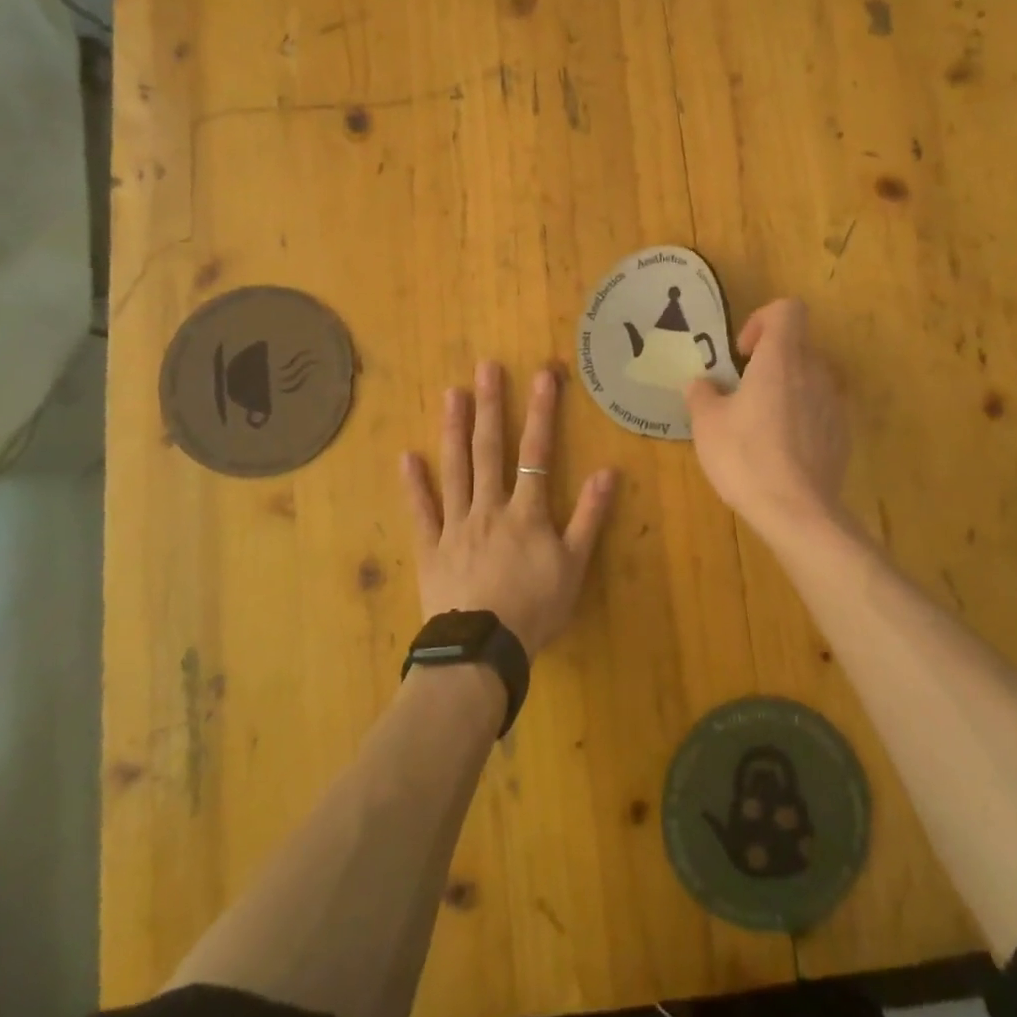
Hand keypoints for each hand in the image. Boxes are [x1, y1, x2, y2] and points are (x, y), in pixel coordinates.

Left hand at [401, 362, 618, 655]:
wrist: (483, 650)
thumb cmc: (535, 608)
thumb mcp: (574, 566)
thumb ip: (590, 517)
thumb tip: (608, 471)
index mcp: (525, 512)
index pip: (536, 452)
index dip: (541, 412)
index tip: (543, 374)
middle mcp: (489, 507)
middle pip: (489, 450)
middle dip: (491, 406)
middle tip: (486, 367)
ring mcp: (456, 525)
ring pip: (455, 470)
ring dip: (454, 430)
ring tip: (452, 394)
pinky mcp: (431, 548)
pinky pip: (421, 512)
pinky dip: (414, 485)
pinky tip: (407, 457)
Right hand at [684, 299, 849, 535]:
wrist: (798, 512)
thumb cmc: (746, 457)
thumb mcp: (707, 424)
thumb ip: (702, 394)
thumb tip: (702, 384)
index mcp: (781, 359)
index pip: (787, 310)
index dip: (762, 320)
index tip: (742, 352)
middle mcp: (815, 372)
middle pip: (797, 345)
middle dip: (770, 361)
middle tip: (742, 391)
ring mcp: (834, 403)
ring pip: (810, 378)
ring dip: (786, 389)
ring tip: (761, 422)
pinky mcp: (843, 434)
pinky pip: (820, 410)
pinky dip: (802, 417)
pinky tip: (781, 450)